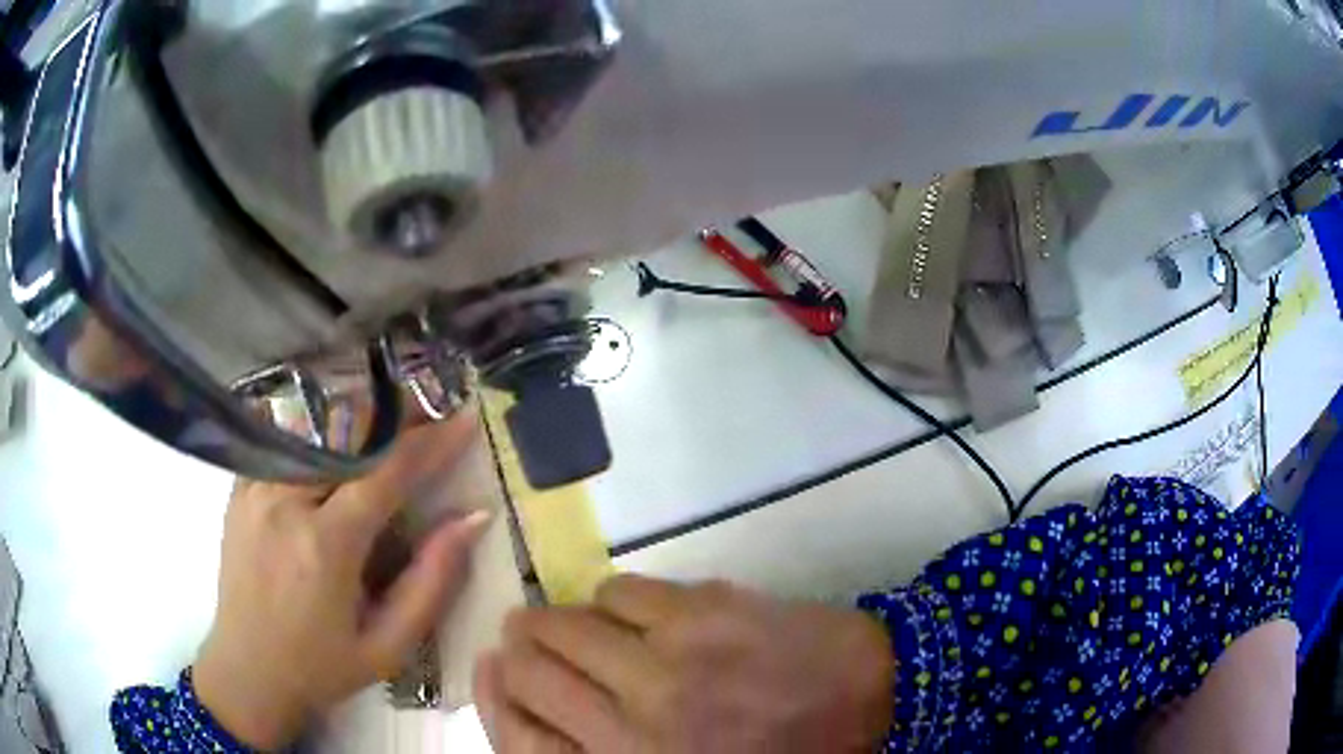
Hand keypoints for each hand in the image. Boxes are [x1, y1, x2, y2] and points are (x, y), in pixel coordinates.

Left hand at [193, 414, 489, 750]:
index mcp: (325, 545)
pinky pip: (284, 443)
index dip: (430, 440)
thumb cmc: (322, 667)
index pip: (385, 472)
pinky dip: (317, 432)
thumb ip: (432, 580)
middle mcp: (284, 502)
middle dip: (396, 415)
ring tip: (391, 419)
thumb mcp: (390, 645)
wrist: (247, 671)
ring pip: (313, 428)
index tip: (464, 418)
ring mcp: (254, 489)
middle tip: (432, 408)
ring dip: (357, 419)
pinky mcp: (239, 489)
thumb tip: (473, 517)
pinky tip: (337, 440)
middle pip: (346, 433)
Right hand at [476, 575, 894, 752]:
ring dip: (563, 622)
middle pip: (528, 670)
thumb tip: (526, 698)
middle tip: (526, 641)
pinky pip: (617, 590)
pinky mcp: (700, 611)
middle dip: (517, 650)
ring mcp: (668, 663)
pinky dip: (614, 600)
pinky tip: (639, 614)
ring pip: (564, 622)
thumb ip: (601, 750)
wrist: (865, 695)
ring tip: (587, 628)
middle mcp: (637, 725)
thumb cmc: (771, 750)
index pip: (520, 738)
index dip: (493, 697)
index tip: (490, 668)